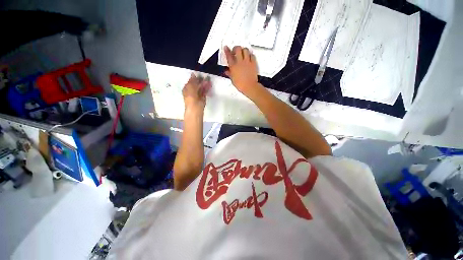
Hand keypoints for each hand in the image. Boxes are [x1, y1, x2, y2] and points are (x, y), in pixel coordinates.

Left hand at [182, 73, 210, 110]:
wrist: (195, 107)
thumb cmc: (191, 96)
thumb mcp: (190, 86)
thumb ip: (192, 80)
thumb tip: (193, 74)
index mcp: (187, 88)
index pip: (191, 81)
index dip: (195, 78)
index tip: (199, 74)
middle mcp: (192, 91)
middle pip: (197, 84)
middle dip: (201, 81)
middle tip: (205, 76)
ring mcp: (197, 95)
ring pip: (201, 88)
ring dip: (205, 84)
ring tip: (209, 79)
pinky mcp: (203, 98)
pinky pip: (205, 92)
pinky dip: (207, 88)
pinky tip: (209, 84)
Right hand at [224, 46, 259, 95]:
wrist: (249, 86)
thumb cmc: (241, 85)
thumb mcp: (233, 80)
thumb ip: (229, 74)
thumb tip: (227, 71)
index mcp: (233, 66)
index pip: (229, 56)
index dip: (227, 50)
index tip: (226, 47)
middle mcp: (240, 62)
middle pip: (237, 49)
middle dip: (235, 48)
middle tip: (235, 51)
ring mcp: (247, 62)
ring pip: (245, 50)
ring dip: (243, 50)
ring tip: (242, 53)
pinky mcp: (253, 63)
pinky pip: (252, 55)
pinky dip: (250, 55)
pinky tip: (249, 57)